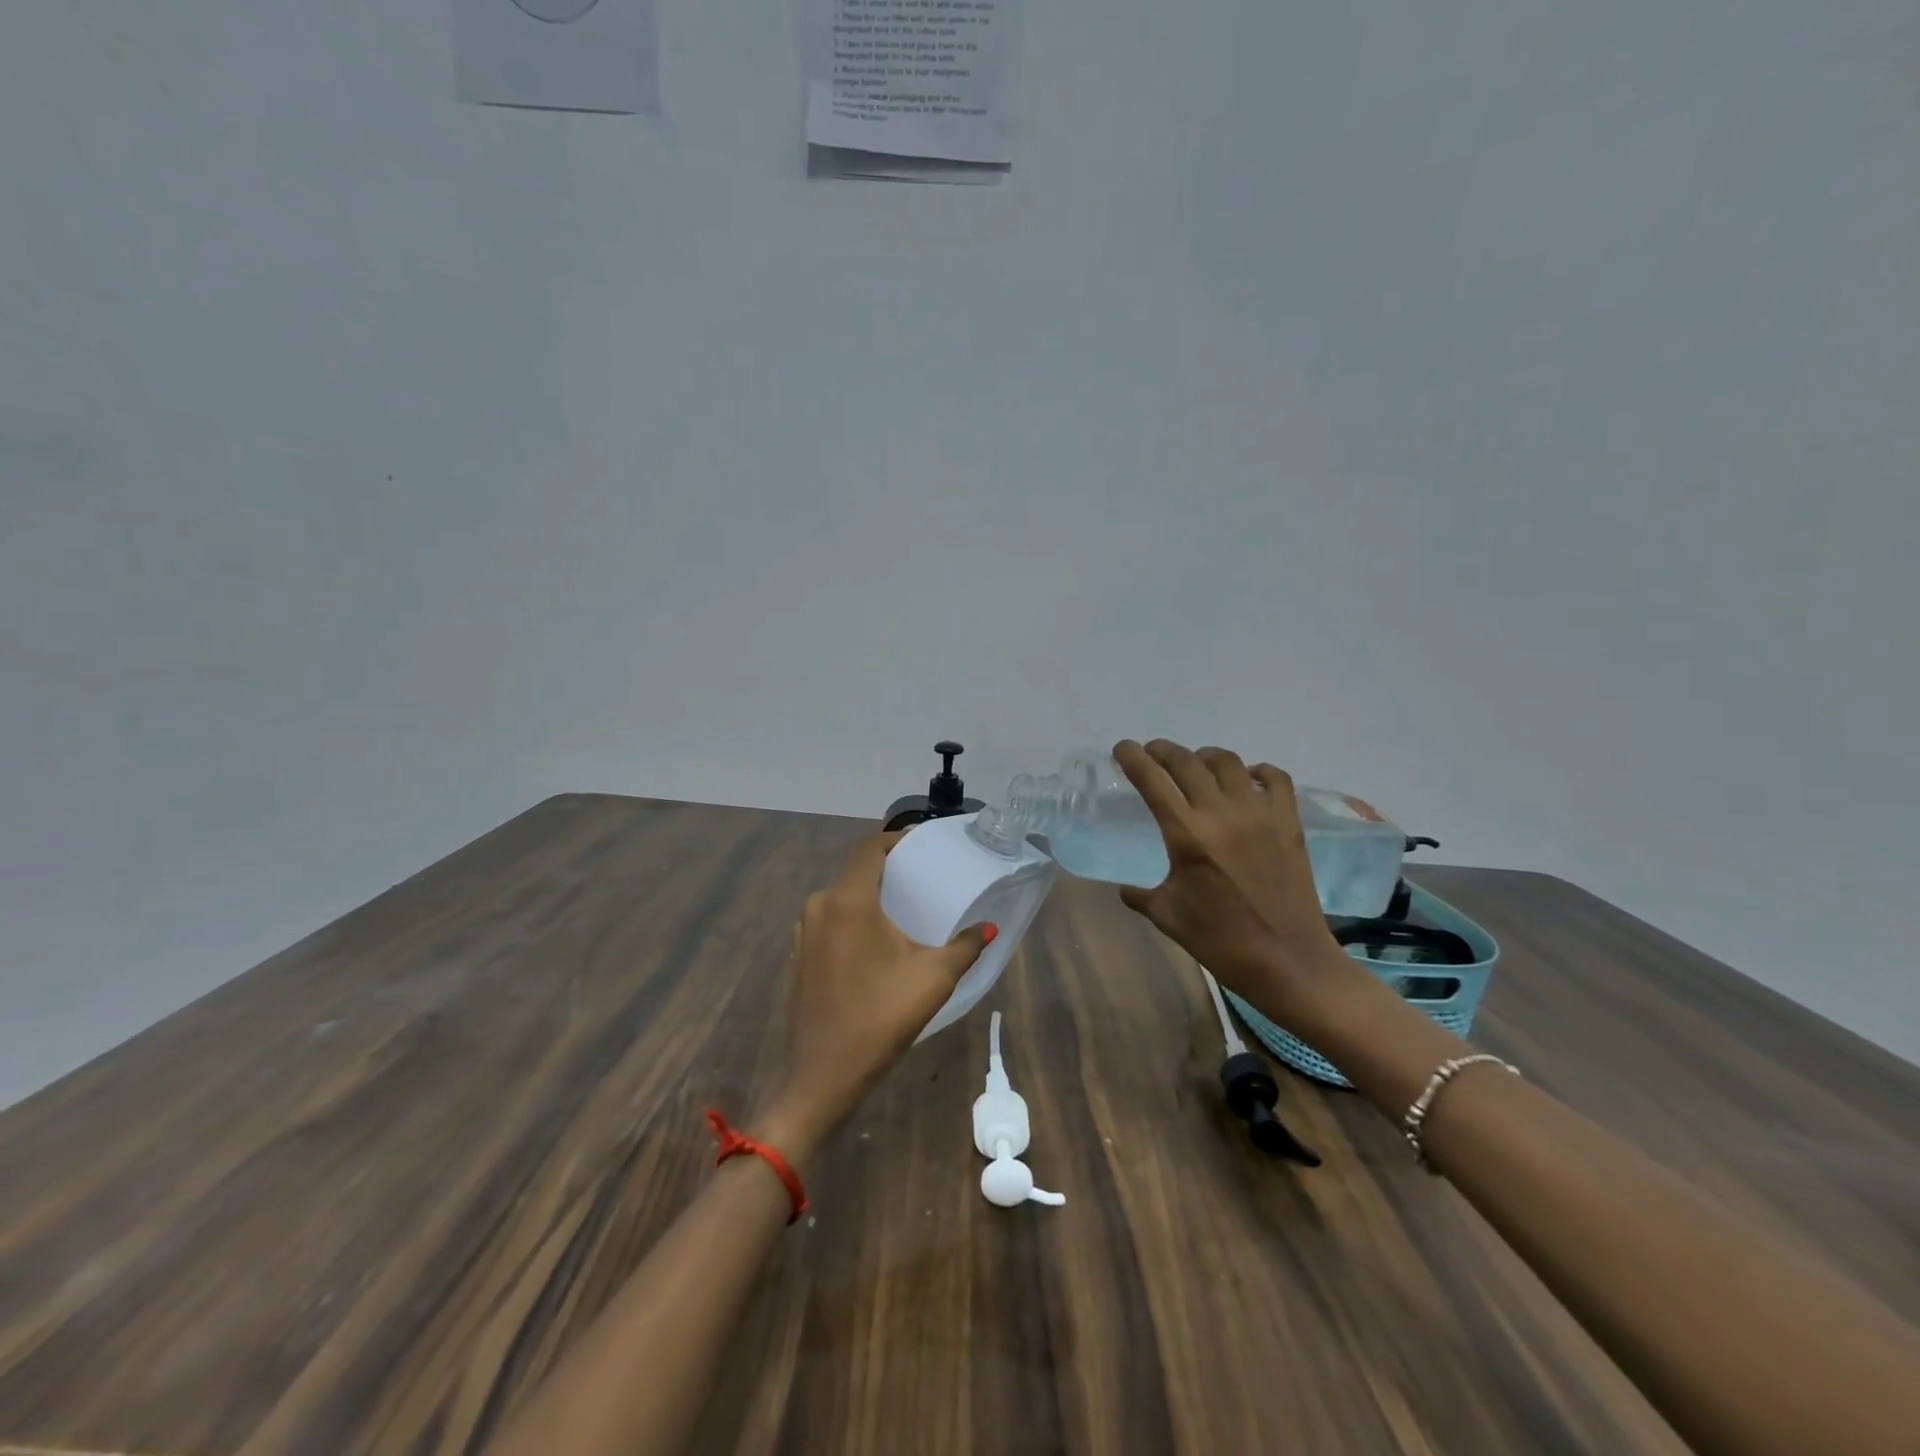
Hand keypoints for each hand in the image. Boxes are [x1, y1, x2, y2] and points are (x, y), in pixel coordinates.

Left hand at [755, 833, 993, 1164]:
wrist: (824, 1075)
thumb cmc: (881, 1017)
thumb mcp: (933, 978)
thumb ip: (965, 946)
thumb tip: (989, 928)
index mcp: (849, 900)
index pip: (870, 848)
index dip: (897, 840)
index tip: (923, 846)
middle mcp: (820, 905)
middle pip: (856, 870)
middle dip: (888, 869)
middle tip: (922, 878)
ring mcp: (804, 931)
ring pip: (841, 896)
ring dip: (870, 895)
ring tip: (903, 907)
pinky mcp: (799, 954)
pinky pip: (830, 919)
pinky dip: (853, 917)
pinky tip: (876, 939)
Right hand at [1113, 738, 1363, 1030]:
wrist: (1287, 961)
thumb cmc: (1220, 941)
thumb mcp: (1167, 917)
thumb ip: (1139, 895)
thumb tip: (1124, 888)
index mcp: (1187, 834)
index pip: (1152, 779)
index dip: (1133, 757)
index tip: (1122, 748)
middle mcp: (1222, 813)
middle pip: (1187, 761)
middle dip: (1163, 750)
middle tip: (1152, 753)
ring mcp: (1260, 814)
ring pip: (1228, 762)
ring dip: (1205, 756)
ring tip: (1196, 764)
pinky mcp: (1289, 823)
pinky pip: (1275, 779)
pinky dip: (1257, 771)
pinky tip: (1247, 779)